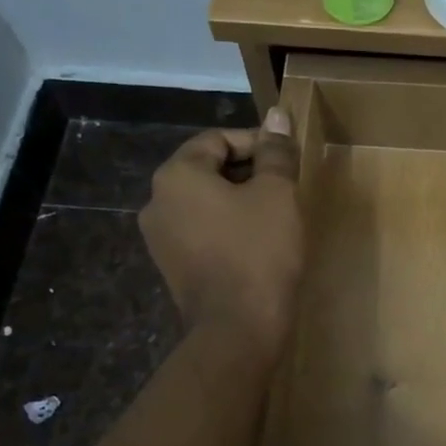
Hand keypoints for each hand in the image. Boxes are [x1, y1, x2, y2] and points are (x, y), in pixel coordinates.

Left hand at [140, 108, 304, 361]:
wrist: (237, 330)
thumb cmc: (259, 252)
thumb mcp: (276, 194)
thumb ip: (275, 152)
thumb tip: (277, 115)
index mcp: (177, 175)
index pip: (217, 139)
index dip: (257, 143)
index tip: (288, 159)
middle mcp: (157, 201)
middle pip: (207, 169)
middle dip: (248, 172)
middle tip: (286, 187)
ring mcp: (160, 238)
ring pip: (205, 202)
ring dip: (239, 201)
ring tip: (276, 215)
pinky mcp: (171, 267)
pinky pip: (201, 231)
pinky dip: (227, 227)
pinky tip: (256, 243)